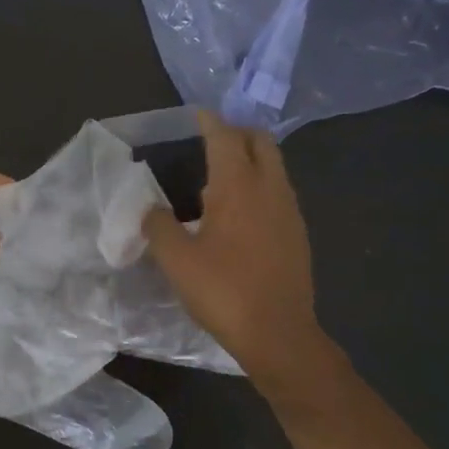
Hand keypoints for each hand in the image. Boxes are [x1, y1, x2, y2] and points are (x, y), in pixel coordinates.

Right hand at [141, 112, 326, 383]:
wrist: (278, 333)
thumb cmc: (223, 291)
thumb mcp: (176, 260)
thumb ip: (158, 227)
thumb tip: (150, 210)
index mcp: (238, 187)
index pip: (225, 137)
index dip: (210, 122)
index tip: (197, 115)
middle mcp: (270, 189)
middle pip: (261, 142)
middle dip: (237, 133)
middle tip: (212, 141)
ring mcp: (290, 211)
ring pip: (274, 167)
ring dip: (250, 161)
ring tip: (219, 181)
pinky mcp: (298, 234)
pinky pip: (279, 193)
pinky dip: (260, 187)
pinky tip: (239, 215)